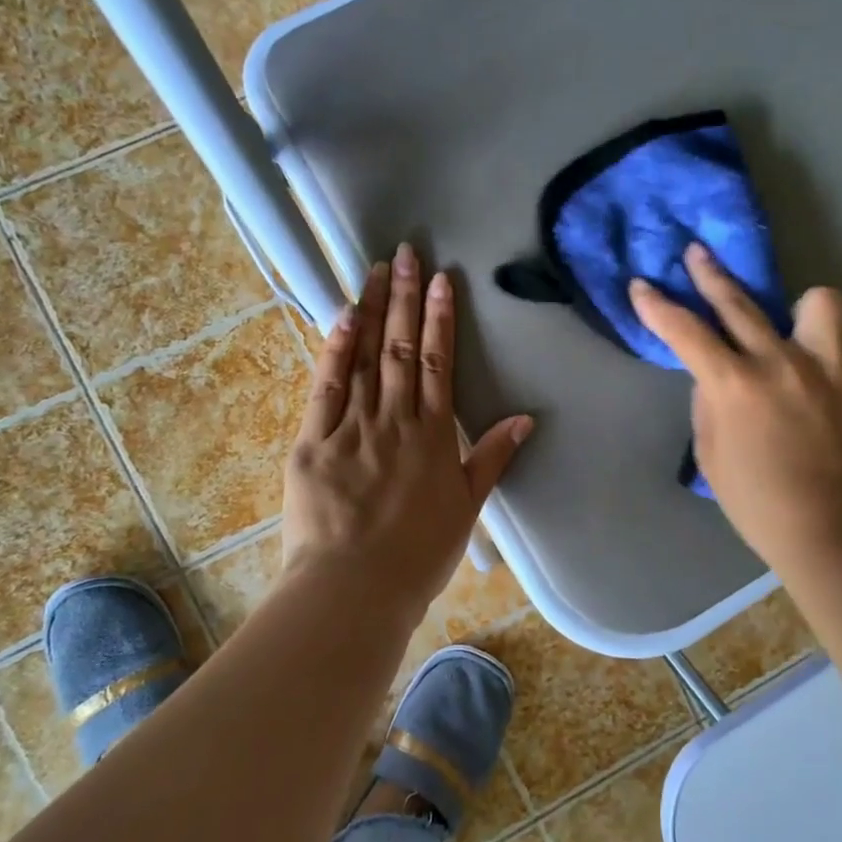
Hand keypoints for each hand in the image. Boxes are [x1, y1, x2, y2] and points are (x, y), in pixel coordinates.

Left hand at [283, 243, 533, 619]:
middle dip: (406, 297)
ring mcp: (353, 427)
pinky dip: (336, 349)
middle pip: (403, 348)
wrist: (355, 588)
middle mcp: (395, 420)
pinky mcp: (314, 441)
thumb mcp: (467, 508)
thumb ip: (493, 458)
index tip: (442, 280)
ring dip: (372, 311)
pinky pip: (327, 387)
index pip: (439, 363)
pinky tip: (343, 316)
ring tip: (376, 270)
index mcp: (433, 436)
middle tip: (407, 252)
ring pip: (365, 358)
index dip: (441, 318)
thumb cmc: (417, 554)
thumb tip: (526, 419)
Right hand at [630, 244, 841, 581]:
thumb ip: (709, 402)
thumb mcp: (710, 454)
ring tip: (791, 325)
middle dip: (709, 274)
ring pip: (817, 301)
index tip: (641, 286)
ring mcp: (830, 367)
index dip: (656, 306)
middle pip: (739, 301)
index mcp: (735, 386)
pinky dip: (828, 346)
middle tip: (696, 255)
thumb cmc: (758, 502)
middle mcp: (782, 363)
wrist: (833, 531)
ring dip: (797, 309)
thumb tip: (715, 373)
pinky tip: (821, 367)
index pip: (685, 331)